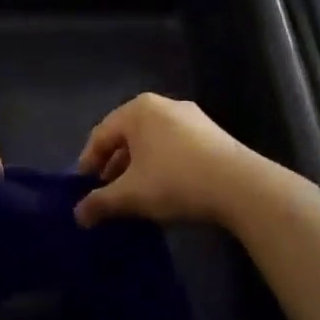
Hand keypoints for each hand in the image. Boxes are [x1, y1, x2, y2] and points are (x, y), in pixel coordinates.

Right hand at [73, 93, 261, 229]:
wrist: (242, 187)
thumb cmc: (176, 182)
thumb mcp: (131, 195)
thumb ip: (100, 202)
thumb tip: (78, 215)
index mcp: (137, 110)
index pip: (100, 135)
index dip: (87, 163)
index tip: (83, 190)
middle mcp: (162, 105)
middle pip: (127, 136)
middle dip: (114, 166)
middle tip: (107, 194)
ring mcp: (191, 117)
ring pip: (152, 142)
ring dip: (138, 168)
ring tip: (135, 195)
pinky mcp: (212, 134)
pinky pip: (174, 147)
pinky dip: (162, 165)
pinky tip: (165, 190)